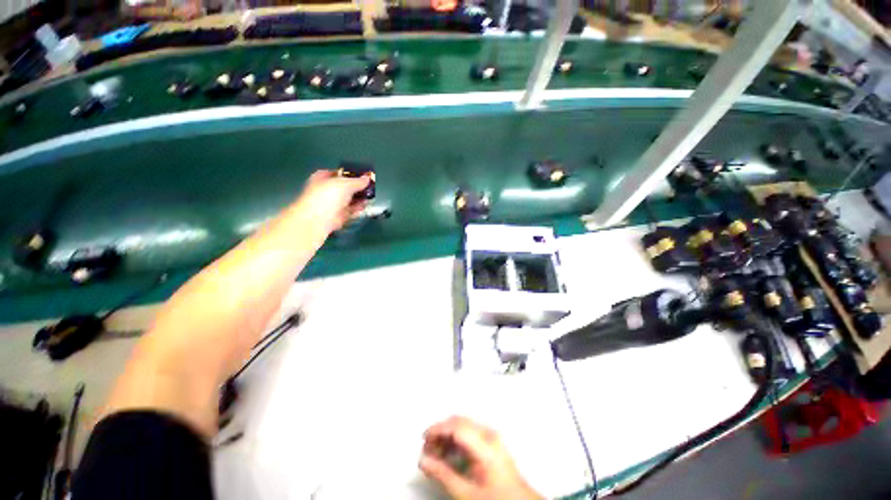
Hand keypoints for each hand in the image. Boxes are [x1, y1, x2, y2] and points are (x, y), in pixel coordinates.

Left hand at [294, 170, 371, 234]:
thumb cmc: (328, 196)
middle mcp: (326, 190)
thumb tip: (367, 178)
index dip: (350, 174)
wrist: (319, 219)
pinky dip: (358, 208)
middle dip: (357, 187)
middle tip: (369, 186)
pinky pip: (350, 210)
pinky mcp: (337, 216)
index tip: (363, 175)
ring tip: (371, 195)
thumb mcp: (345, 184)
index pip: (338, 173)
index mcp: (322, 177)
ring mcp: (331, 204)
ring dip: (359, 198)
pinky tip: (366, 205)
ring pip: (348, 199)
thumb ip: (358, 181)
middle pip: (345, 187)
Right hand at [420, 416, 541, 499]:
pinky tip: (449, 454)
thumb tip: (424, 461)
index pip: (457, 426)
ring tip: (436, 454)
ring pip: (463, 425)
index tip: (424, 437)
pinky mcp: (492, 440)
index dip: (437, 429)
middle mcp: (489, 435)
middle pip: (459, 422)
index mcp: (485, 445)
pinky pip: (470, 432)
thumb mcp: (466, 492)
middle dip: (441, 432)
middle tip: (427, 448)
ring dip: (447, 436)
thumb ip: (442, 474)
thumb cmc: (498, 499)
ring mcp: (492, 436)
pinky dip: (456, 439)